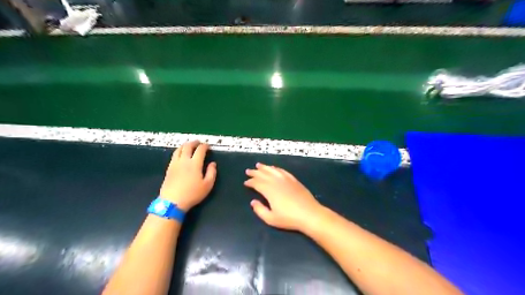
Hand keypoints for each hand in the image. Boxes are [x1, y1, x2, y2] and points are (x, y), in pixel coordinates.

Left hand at [160, 140, 217, 211]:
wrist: (172, 201)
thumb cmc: (192, 194)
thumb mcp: (207, 185)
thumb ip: (212, 173)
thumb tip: (213, 164)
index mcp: (195, 163)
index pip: (200, 150)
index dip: (205, 146)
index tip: (208, 146)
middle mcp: (184, 160)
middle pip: (188, 146)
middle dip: (194, 142)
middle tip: (199, 142)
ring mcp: (175, 163)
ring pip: (179, 149)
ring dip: (185, 145)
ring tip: (189, 146)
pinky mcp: (169, 168)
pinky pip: (174, 155)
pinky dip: (179, 151)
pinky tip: (181, 154)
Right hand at [247, 163, 324, 230]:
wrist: (309, 214)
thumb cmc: (289, 218)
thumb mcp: (271, 219)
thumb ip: (259, 210)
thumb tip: (253, 202)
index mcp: (269, 190)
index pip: (257, 183)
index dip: (250, 182)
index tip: (246, 182)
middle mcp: (276, 182)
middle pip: (263, 174)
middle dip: (255, 172)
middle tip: (248, 171)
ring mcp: (286, 179)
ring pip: (272, 170)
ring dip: (265, 167)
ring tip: (259, 165)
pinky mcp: (294, 180)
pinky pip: (282, 171)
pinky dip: (276, 169)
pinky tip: (274, 168)